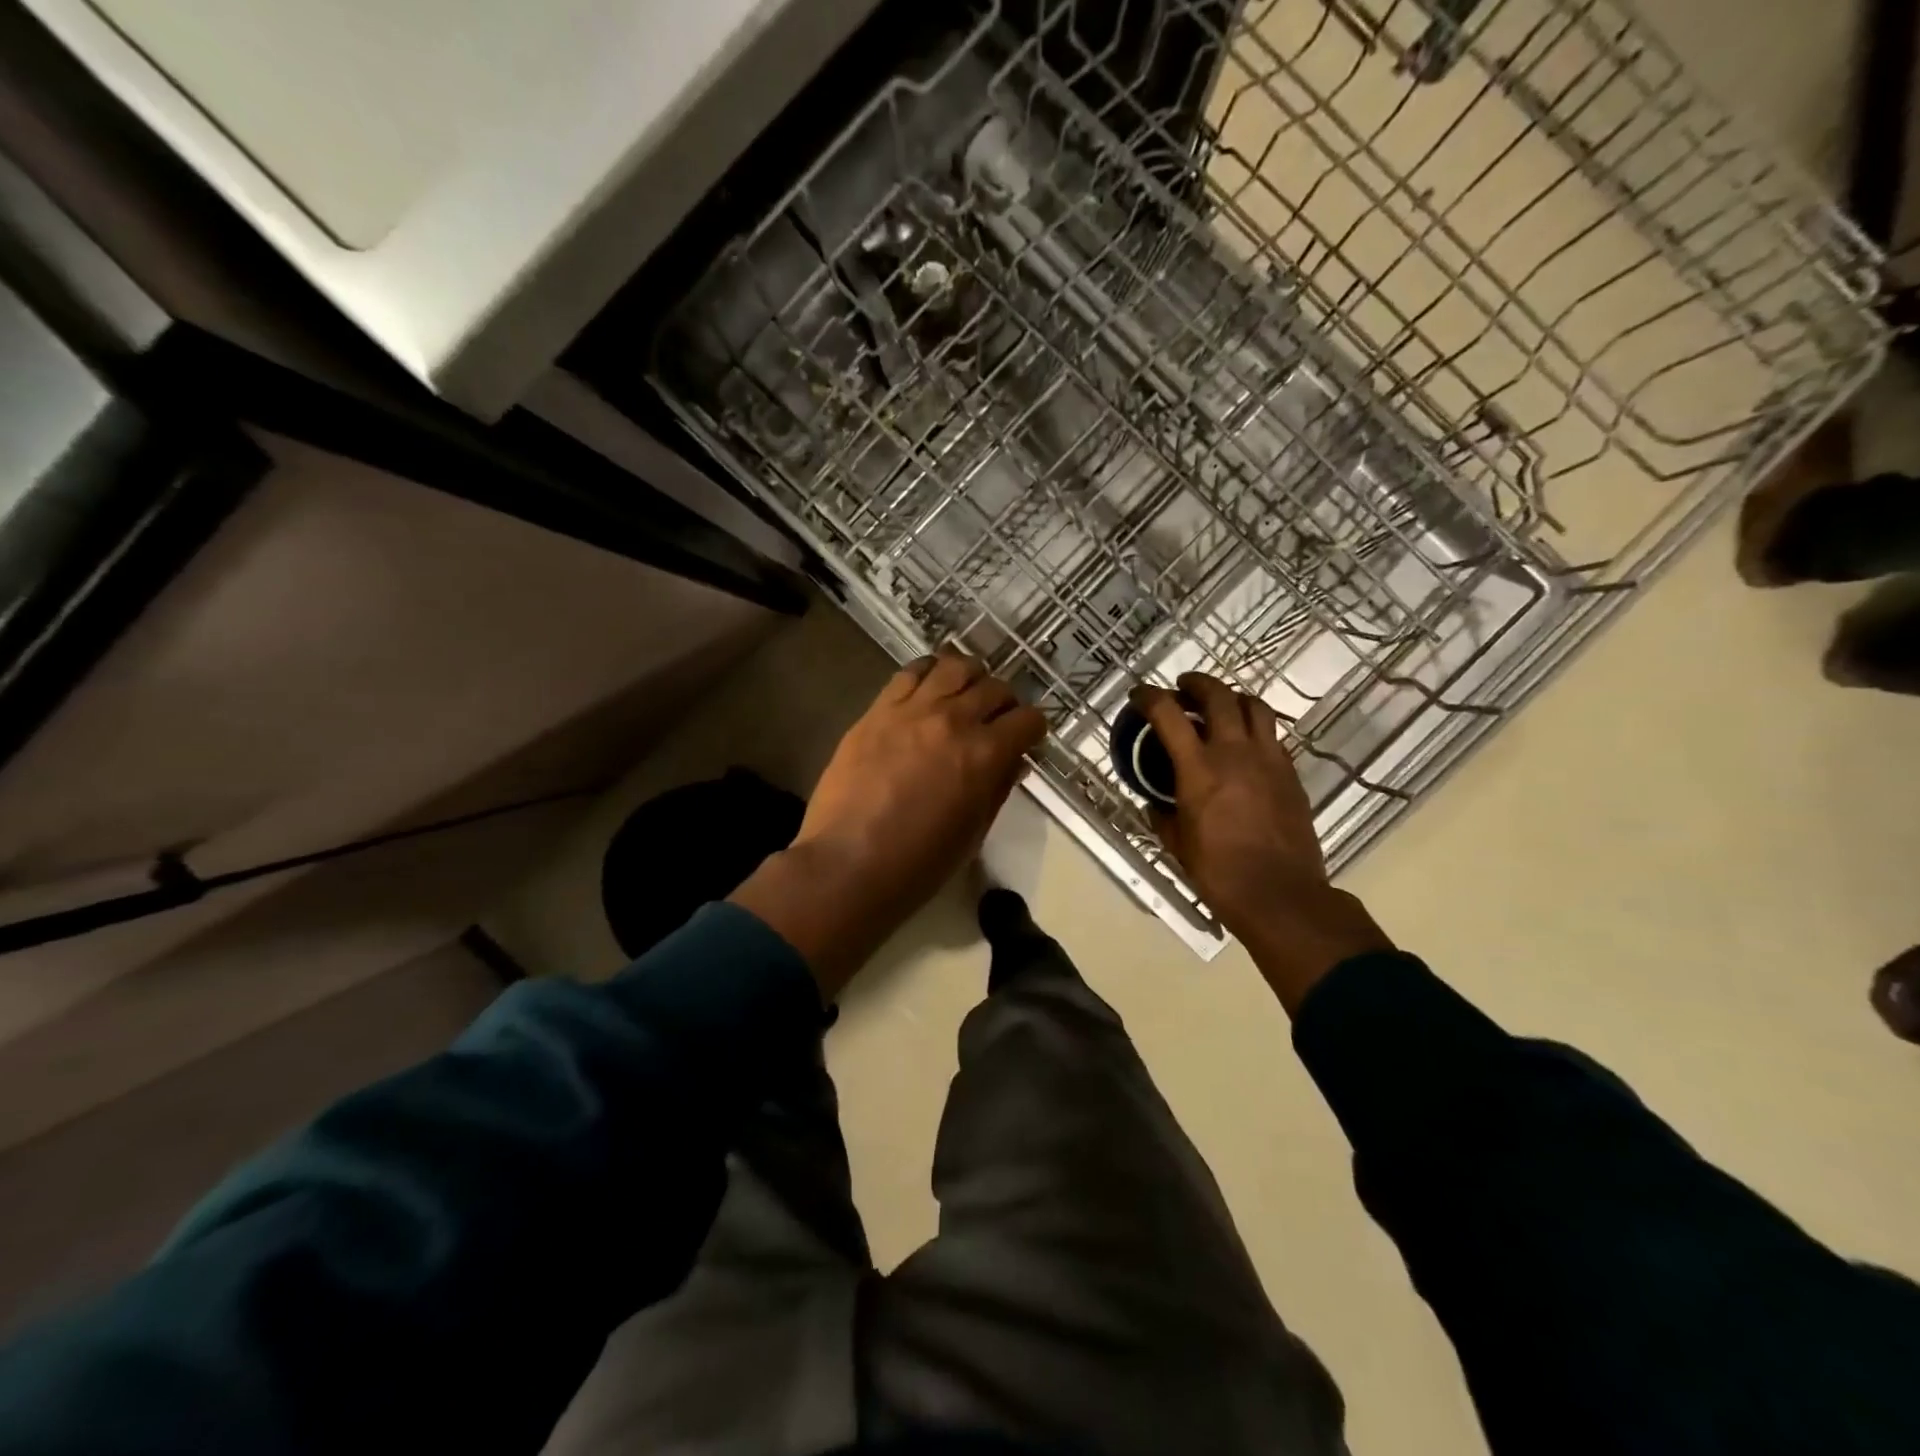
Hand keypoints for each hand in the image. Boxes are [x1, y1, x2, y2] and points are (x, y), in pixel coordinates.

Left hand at [731, 653, 1046, 996]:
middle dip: (1004, 703)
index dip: (1033, 729)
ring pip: (954, 666)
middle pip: (994, 688)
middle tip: (996, 720)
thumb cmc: (918, 863)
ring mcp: (912, 710)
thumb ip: (997, 789)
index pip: (1027, 720)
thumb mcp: (973, 833)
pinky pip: (909, 672)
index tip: (1027, 738)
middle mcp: (954, 720)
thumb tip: (1013, 762)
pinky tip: (929, 686)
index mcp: (985, 754)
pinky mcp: (877, 710)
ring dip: (969, 677)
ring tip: (964, 694)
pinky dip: (928, 672)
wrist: (848, 864)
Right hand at [1132, 674, 1390, 1010]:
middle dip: (1196, 683)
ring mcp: (1268, 759)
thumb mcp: (1176, 843)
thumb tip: (1155, 803)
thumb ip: (1162, 814)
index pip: (1168, 713)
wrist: (1280, 893)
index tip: (1139, 695)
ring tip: (1220, 706)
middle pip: (1217, 694)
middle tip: (1183, 688)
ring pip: (1254, 706)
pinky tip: (1245, 745)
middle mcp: (1234, 752)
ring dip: (1232, 698)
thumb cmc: (1218, 872)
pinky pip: (1272, 736)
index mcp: (1198, 768)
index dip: (1149, 696)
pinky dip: (1254, 729)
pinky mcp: (1291, 773)